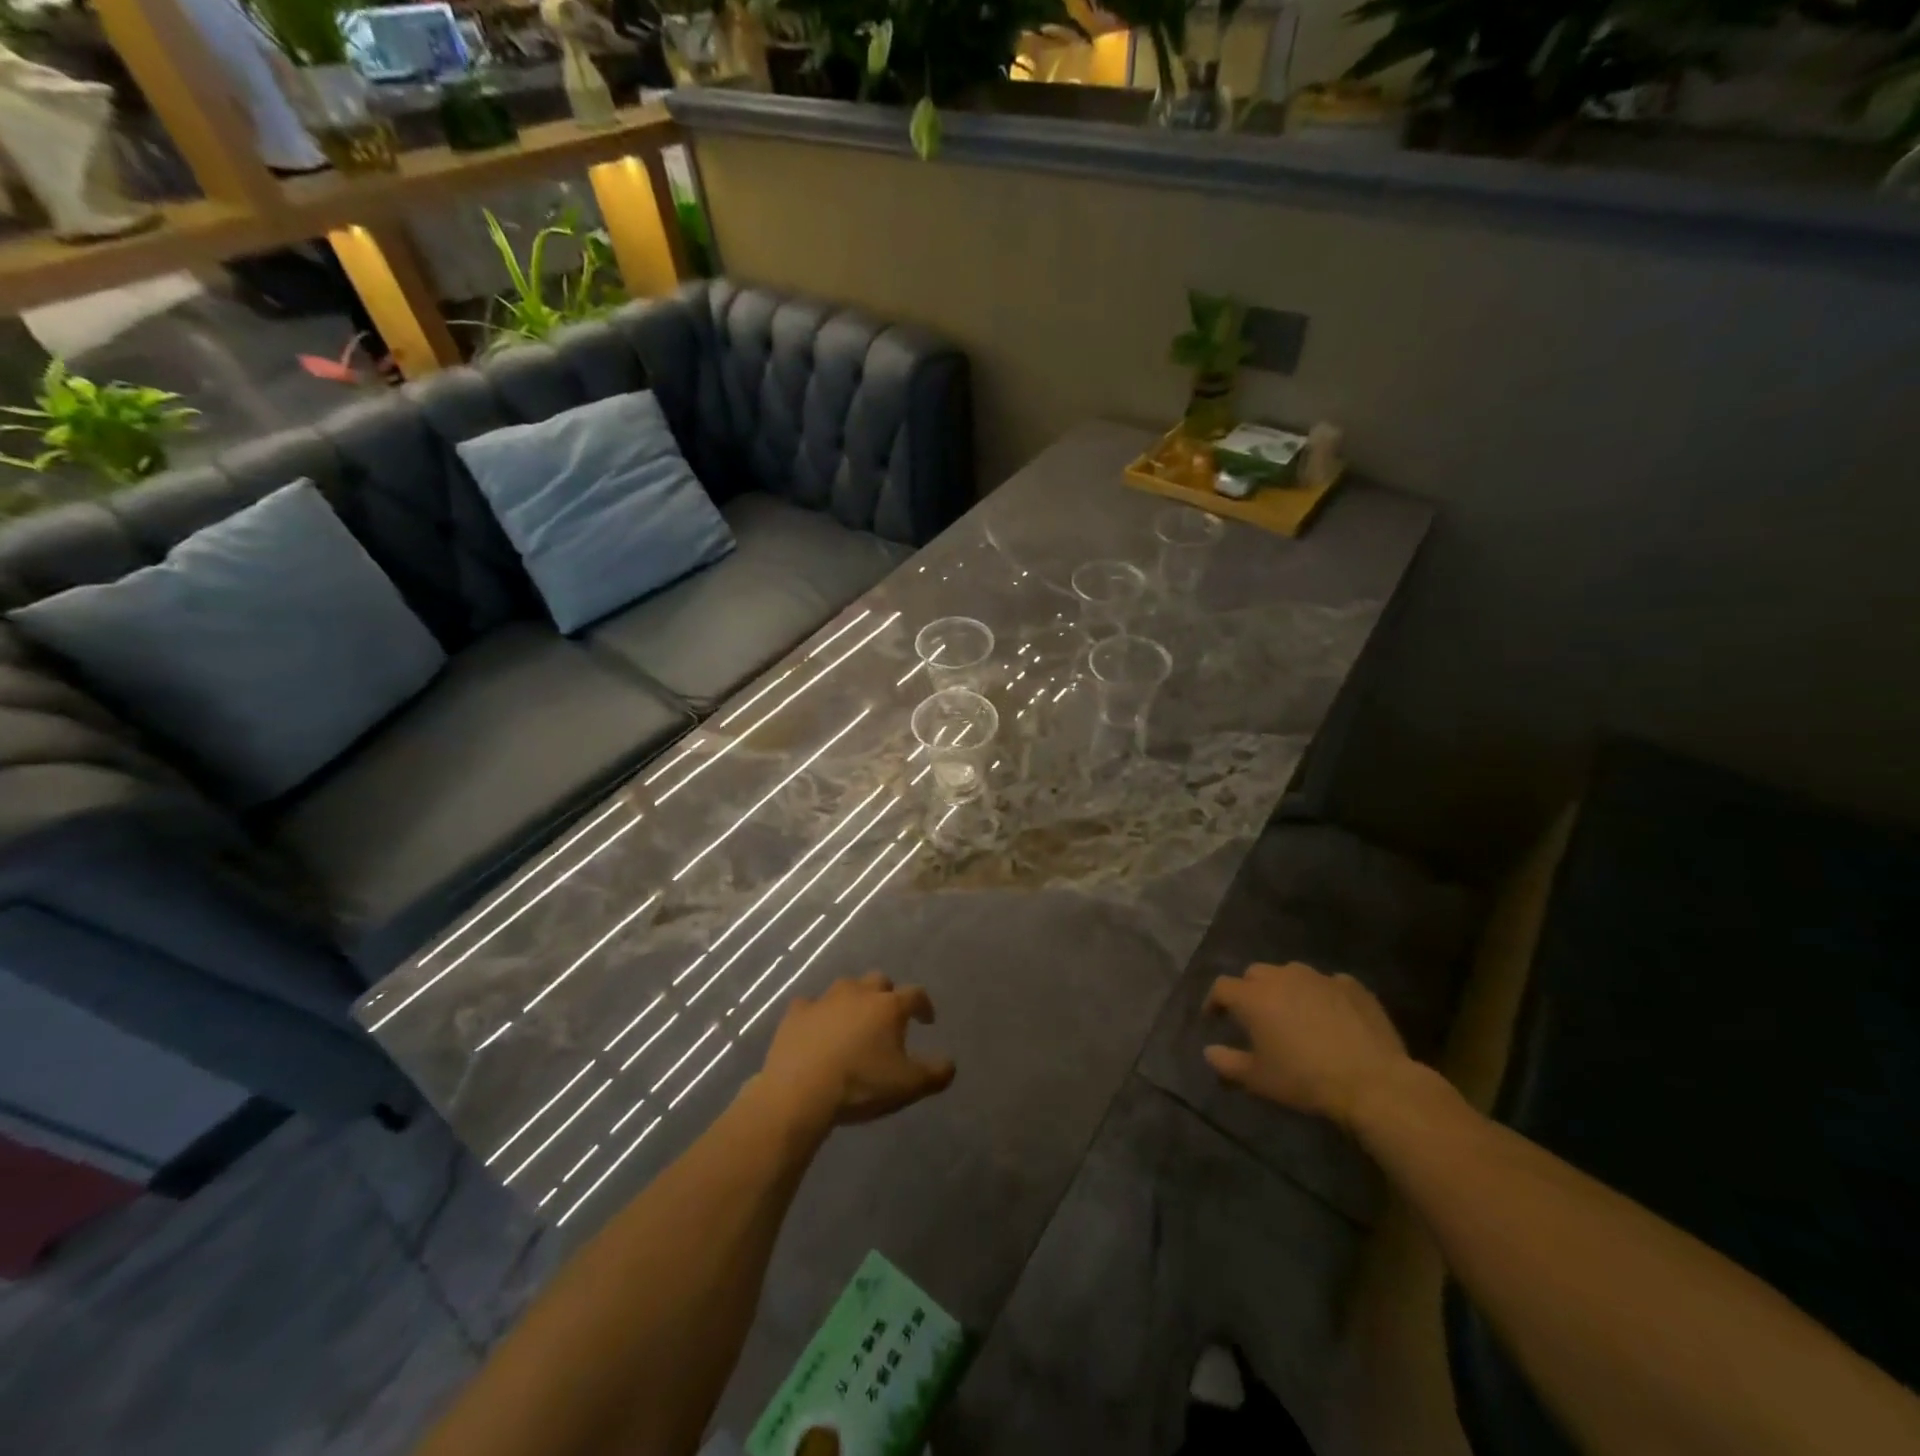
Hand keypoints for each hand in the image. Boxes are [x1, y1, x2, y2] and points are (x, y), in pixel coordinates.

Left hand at [758, 974, 955, 1130]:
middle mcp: (858, 993)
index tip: (927, 1020)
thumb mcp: (908, 1086)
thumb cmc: (861, 1085)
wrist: (800, 1091)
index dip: (924, 1006)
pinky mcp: (796, 1013)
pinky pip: (810, 1006)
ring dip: (853, 1000)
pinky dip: (817, 1014)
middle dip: (886, 995)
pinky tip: (816, 1029)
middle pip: (878, 981)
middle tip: (887, 1017)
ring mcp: (824, 1000)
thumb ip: (936, 1073)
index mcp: (889, 1007)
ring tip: (852, 1022)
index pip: (915, 995)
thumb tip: (950, 1064)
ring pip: (845, 988)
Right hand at [1203, 961, 1411, 1129]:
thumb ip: (1227, 1063)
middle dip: (1249, 990)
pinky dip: (1322, 995)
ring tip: (1293, 1013)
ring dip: (1285, 988)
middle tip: (1255, 1016)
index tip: (1214, 1019)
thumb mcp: (1258, 1079)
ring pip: (1291, 973)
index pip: (1222, 987)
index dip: (1214, 1002)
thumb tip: (1209, 1051)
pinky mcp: (1352, 985)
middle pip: (1255, 973)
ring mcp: (1319, 977)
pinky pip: (1328, 983)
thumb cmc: (1305, 1080)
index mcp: (1253, 997)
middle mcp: (1282, 977)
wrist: (1372, 1082)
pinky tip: (1330, 1016)